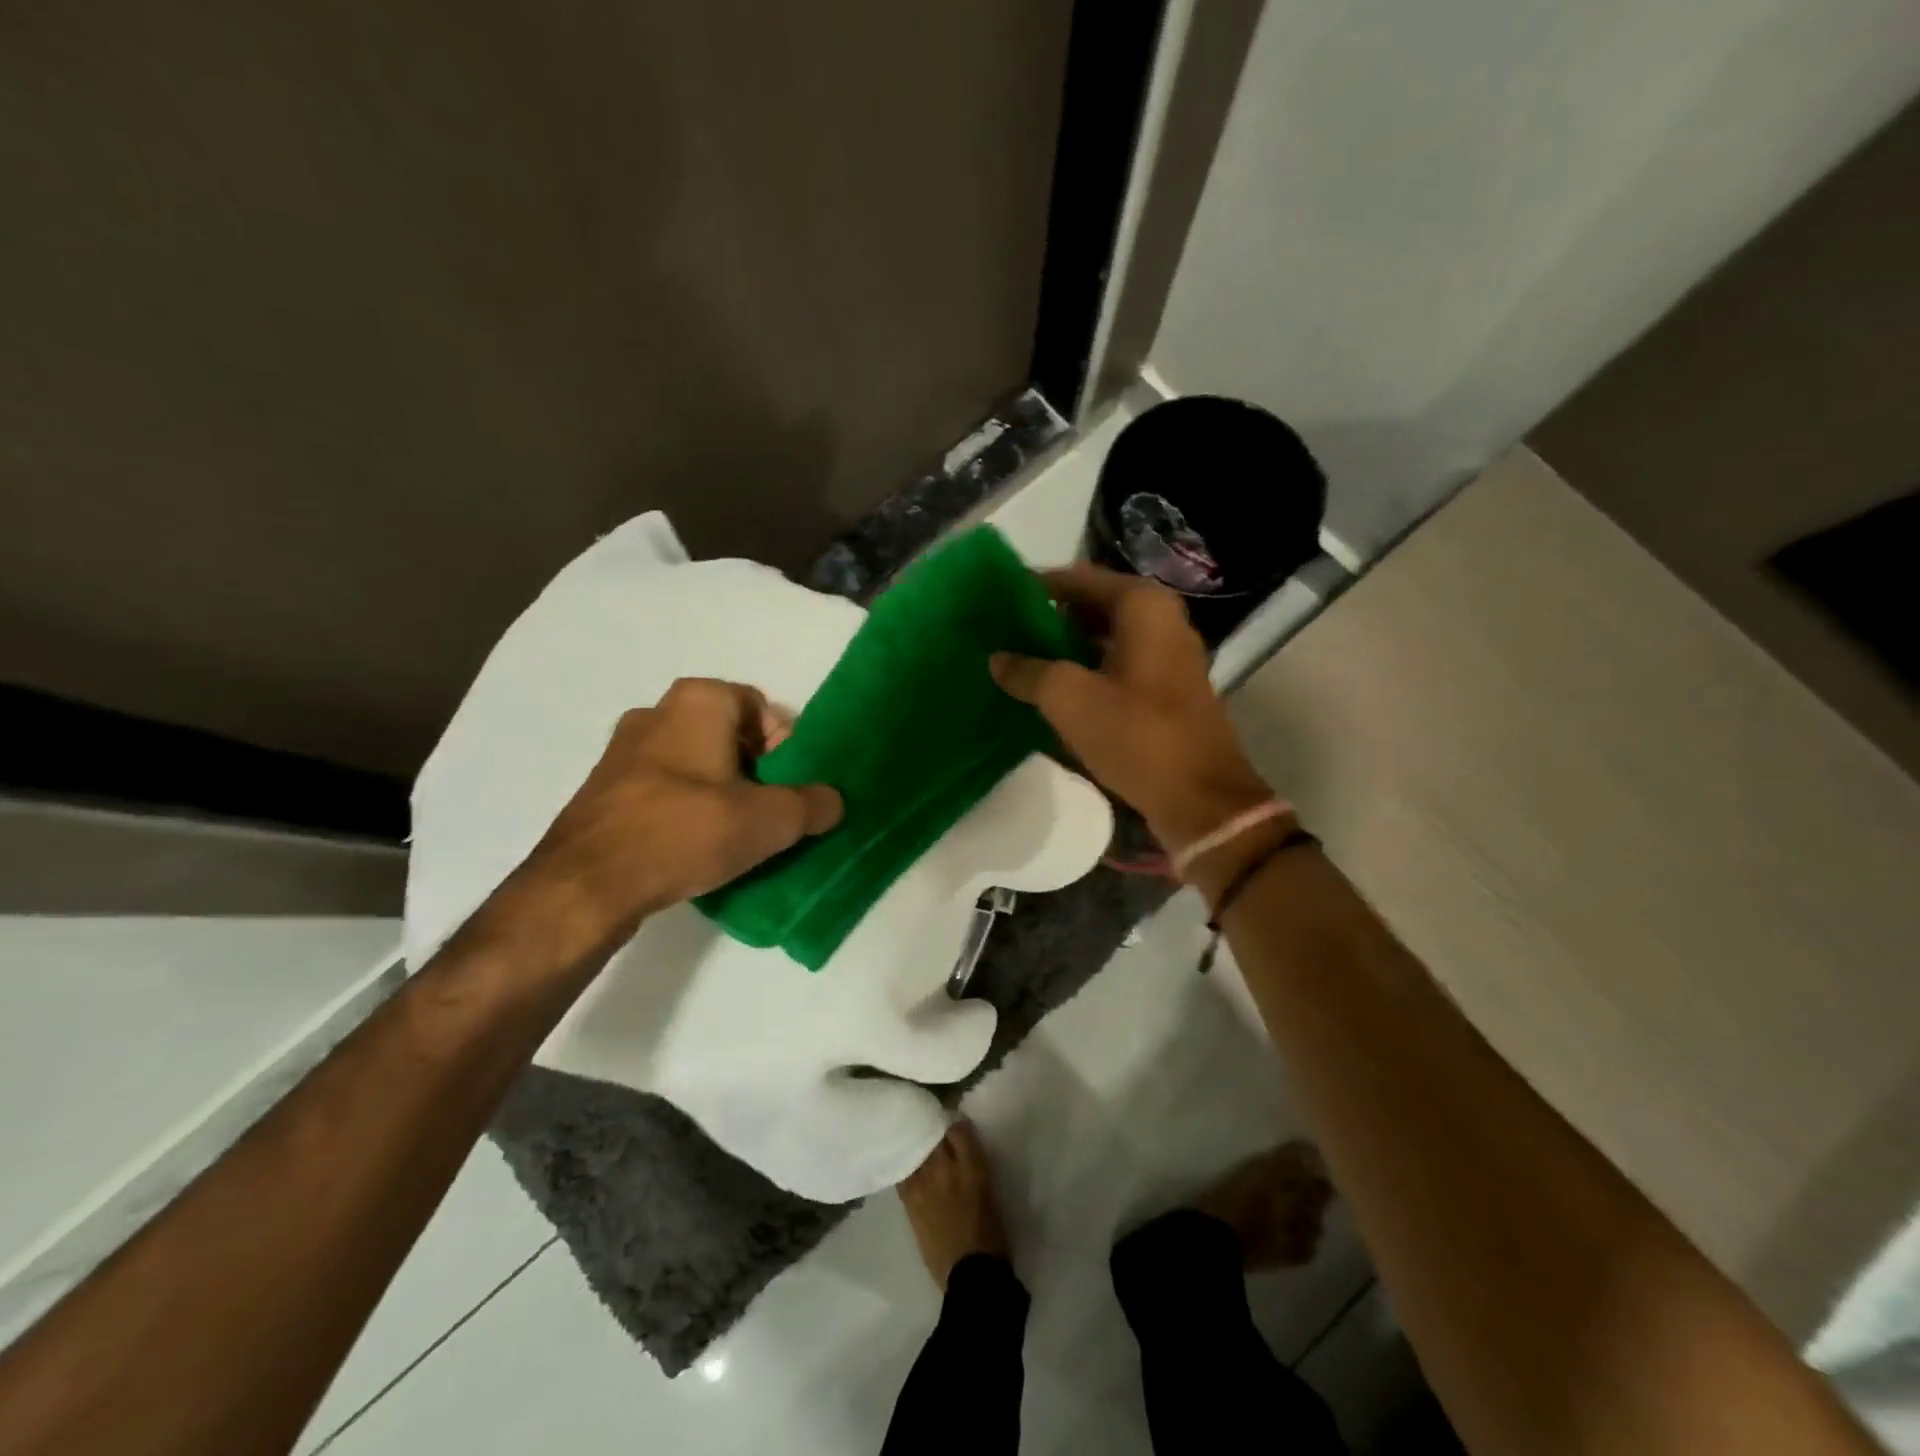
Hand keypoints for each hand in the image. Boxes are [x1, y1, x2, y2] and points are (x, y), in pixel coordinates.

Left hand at [515, 678, 841, 949]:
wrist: (586, 885)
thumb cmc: (685, 831)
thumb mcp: (770, 821)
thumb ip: (813, 804)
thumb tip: (833, 801)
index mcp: (698, 700)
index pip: (762, 708)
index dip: (786, 746)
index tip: (791, 787)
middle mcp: (657, 711)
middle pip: (730, 735)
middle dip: (757, 770)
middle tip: (770, 811)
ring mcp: (623, 750)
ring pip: (696, 762)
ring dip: (722, 790)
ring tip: (737, 833)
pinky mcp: (605, 788)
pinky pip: (664, 787)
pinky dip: (688, 807)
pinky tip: (696, 845)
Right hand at [990, 564, 1272, 852]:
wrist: (1200, 800)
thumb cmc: (1137, 735)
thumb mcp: (1070, 699)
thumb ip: (1028, 672)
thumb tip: (997, 658)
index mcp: (1144, 606)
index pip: (1078, 579)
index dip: (1037, 587)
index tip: (998, 599)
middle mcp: (1161, 621)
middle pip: (1092, 607)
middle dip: (1048, 619)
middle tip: (1002, 631)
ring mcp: (1167, 658)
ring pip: (1103, 640)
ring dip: (1064, 649)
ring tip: (1018, 660)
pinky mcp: (1165, 691)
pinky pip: (1115, 667)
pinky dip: (1084, 672)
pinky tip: (1051, 691)